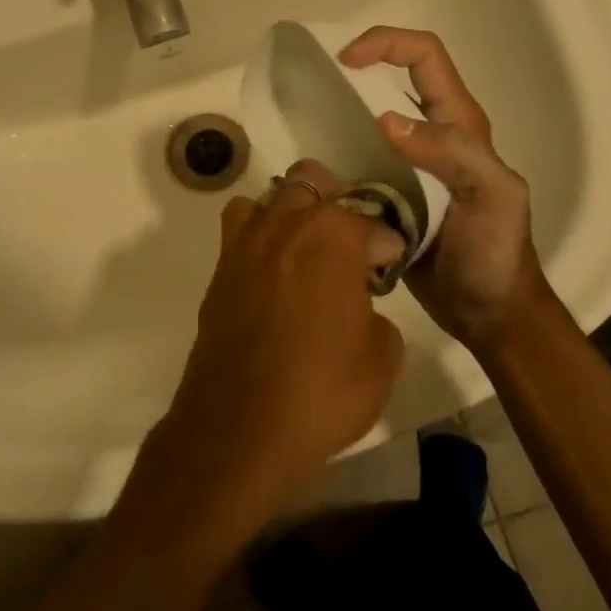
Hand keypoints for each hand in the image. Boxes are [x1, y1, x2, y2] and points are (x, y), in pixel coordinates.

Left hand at [146, 160, 405, 521]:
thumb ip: (379, 318)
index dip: (388, 246)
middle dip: (338, 206)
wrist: (239, 427)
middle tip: (349, 248)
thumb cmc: (321, 392)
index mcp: (334, 237)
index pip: (373, 223)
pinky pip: (240, 228)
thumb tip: (362, 310)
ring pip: (271, 196)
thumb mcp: (381, 360)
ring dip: (292, 211)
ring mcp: (246, 244)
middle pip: (314, 182)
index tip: (390, 267)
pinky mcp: (220, 270)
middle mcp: (287, 225)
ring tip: (307, 249)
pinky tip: (273, 271)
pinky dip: (259, 234)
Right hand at [339, 27, 554, 354]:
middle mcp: (432, 136)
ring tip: (305, 133)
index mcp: (460, 125)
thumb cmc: (495, 253)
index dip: (386, 44)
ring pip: (367, 123)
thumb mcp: (491, 196)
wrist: (486, 312)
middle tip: (314, 92)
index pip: (425, 57)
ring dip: (339, 119)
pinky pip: (356, 165)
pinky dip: (335, 161)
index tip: (345, 60)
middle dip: (353, 76)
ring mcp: (407, 167)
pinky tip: (316, 176)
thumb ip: (451, 153)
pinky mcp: (388, 195)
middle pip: (390, 82)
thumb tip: (385, 120)